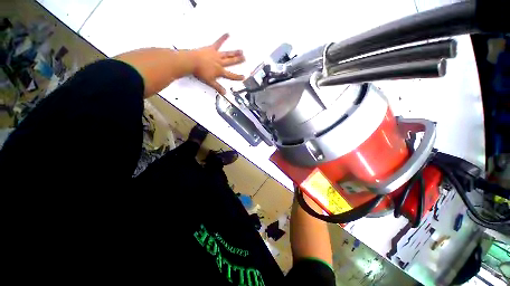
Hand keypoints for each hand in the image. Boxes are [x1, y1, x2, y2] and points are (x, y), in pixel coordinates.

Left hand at [190, 33, 244, 94]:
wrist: (191, 62)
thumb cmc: (200, 72)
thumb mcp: (210, 82)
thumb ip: (218, 87)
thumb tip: (225, 93)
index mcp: (220, 71)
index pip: (231, 75)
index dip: (238, 77)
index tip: (244, 77)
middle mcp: (220, 63)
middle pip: (231, 62)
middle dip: (238, 60)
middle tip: (244, 58)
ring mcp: (216, 55)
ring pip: (228, 54)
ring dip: (235, 52)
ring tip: (241, 50)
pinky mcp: (211, 49)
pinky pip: (218, 43)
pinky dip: (223, 38)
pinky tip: (228, 34)